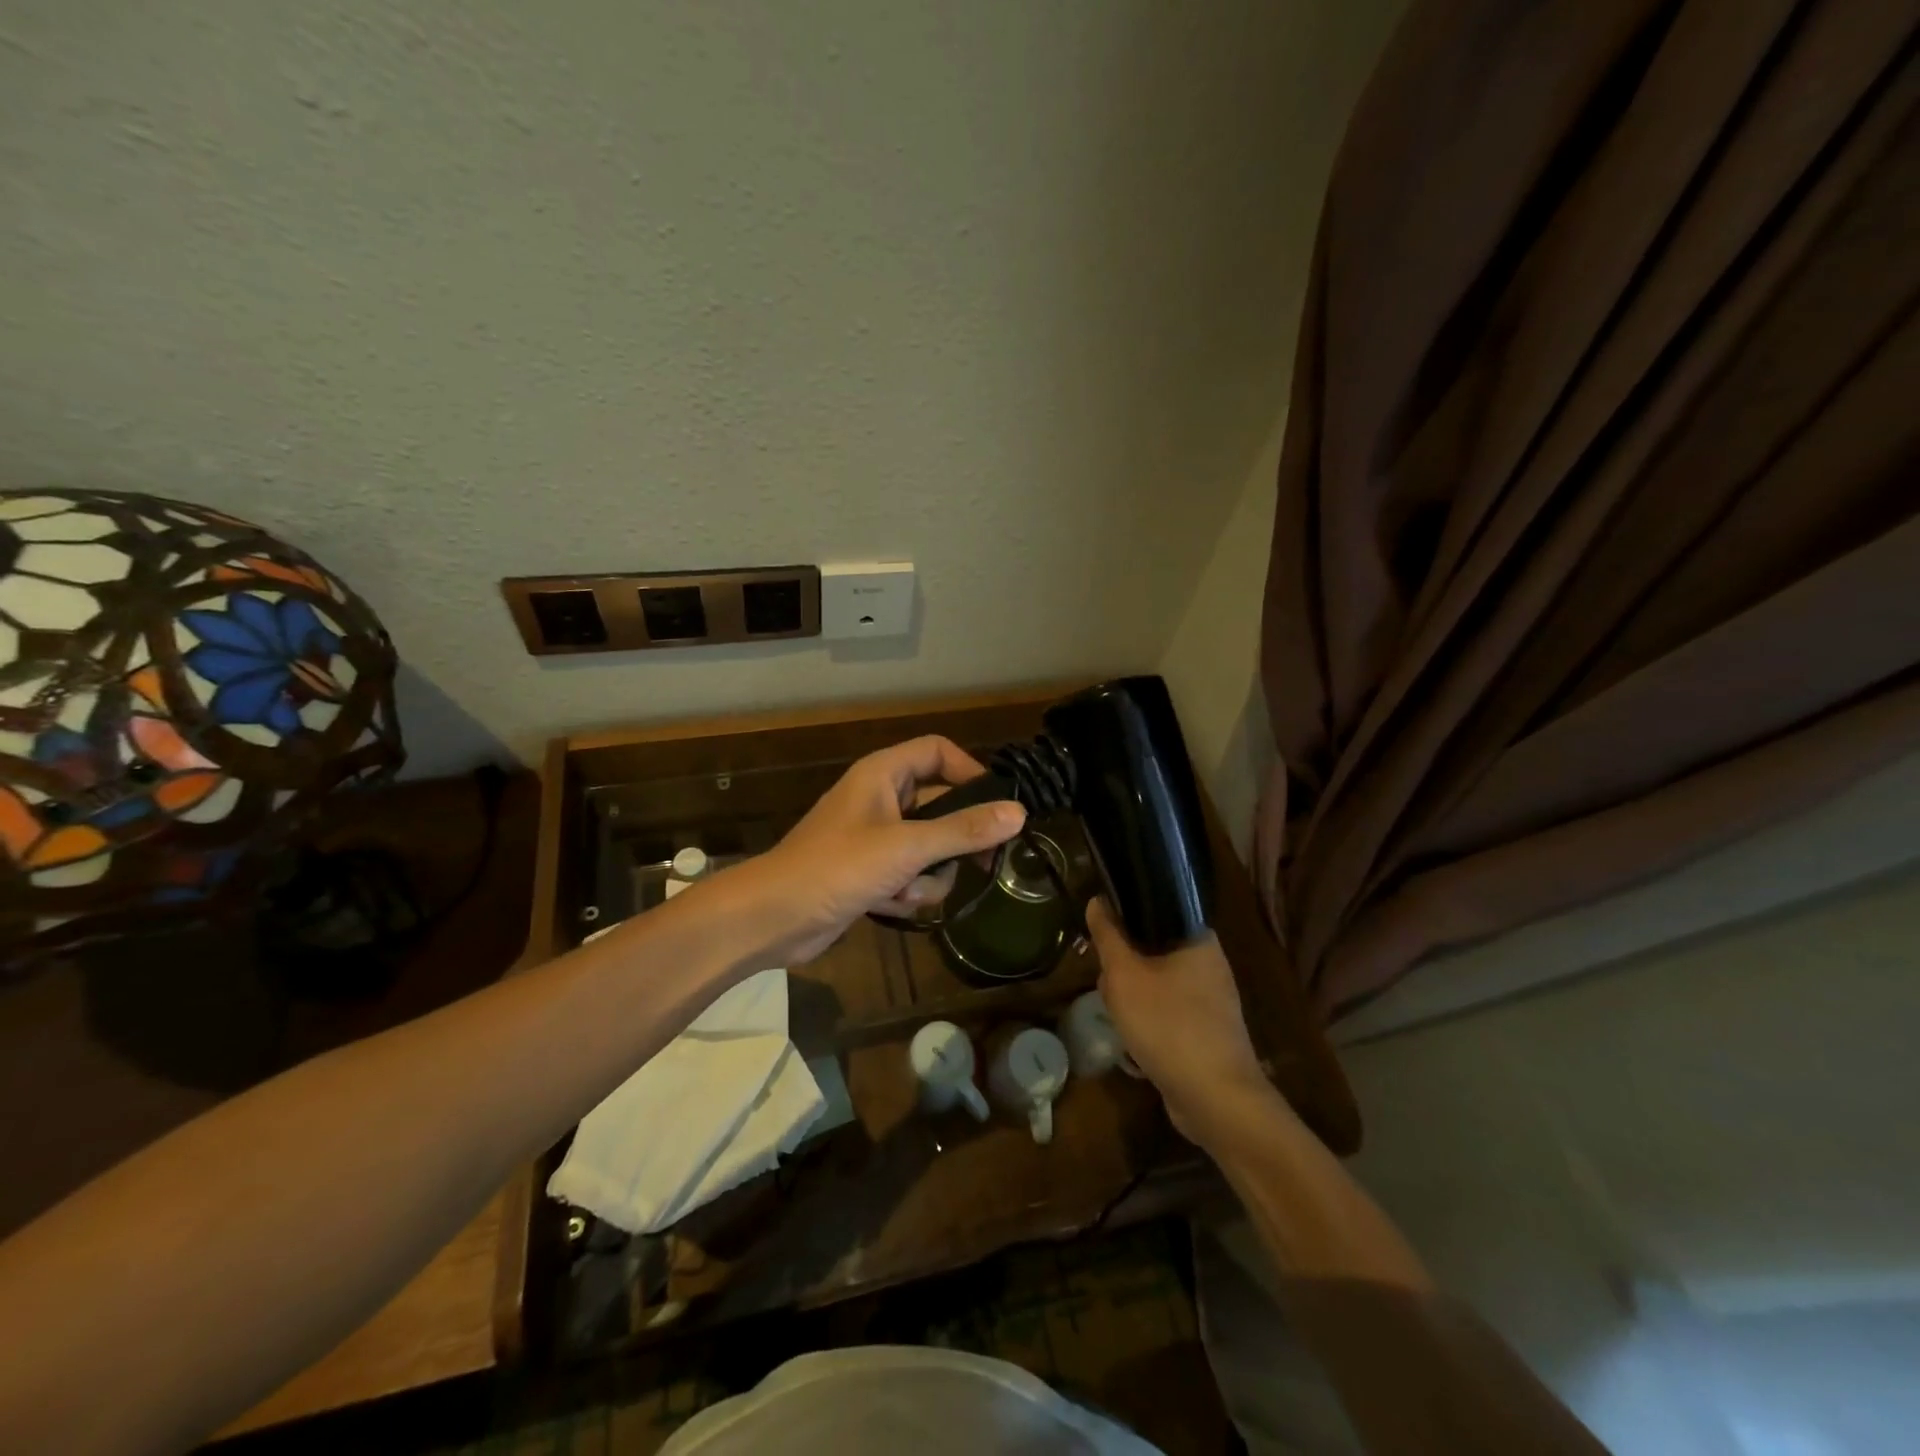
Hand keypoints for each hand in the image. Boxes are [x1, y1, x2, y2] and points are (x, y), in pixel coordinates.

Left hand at [737, 735, 1025, 964]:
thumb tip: (1018, 813)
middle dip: (955, 841)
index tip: (998, 806)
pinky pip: (910, 874)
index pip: (939, 752)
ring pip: (930, 848)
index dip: (971, 771)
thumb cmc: (837, 868)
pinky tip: (889, 906)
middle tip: (985, 865)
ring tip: (908, 890)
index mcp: (883, 774)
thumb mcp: (907, 847)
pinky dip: (907, 892)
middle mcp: (882, 799)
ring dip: (927, 876)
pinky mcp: (871, 872)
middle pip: (941, 805)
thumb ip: (963, 830)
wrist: (774, 918)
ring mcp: (876, 838)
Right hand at [1087, 896, 1278, 1144]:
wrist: (1216, 1099)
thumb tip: (1097, 901)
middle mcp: (1210, 962)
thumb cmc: (1168, 1025)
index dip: (1123, 918)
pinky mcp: (1207, 1030)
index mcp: (1198, 938)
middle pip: (1151, 948)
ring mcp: (1212, 999)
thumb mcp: (1124, 976)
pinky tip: (1134, 1041)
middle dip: (1123, 967)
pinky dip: (1149, 1021)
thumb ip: (1108, 936)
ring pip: (1156, 982)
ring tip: (1119, 1016)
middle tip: (1109, 985)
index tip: (1100, 937)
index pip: (1155, 908)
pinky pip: (1168, 1011)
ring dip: (1132, 998)